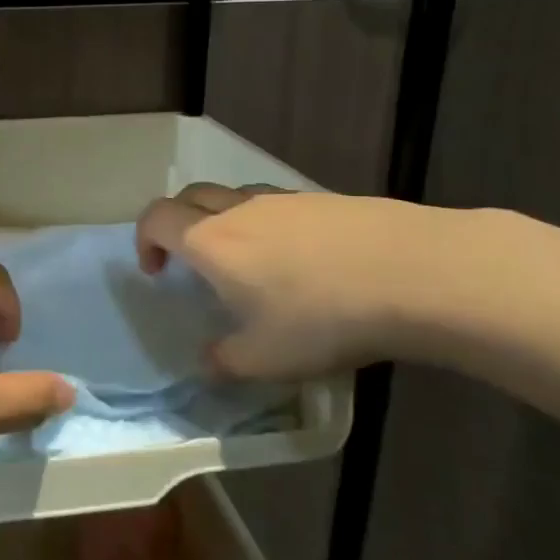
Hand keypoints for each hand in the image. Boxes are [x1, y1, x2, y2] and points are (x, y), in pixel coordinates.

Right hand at [136, 183, 450, 378]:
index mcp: (211, 242)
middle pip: (189, 196)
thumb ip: (225, 362)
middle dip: (177, 223)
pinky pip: (278, 204)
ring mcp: (285, 200)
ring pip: (235, 196)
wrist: (415, 273)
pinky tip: (301, 260)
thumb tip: (208, 362)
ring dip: (223, 221)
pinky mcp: (325, 200)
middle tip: (190, 262)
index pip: (156, 218)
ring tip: (248, 263)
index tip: (156, 272)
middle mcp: (240, 210)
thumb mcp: (266, 358)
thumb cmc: (322, 317)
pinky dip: (268, 223)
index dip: (144, 240)